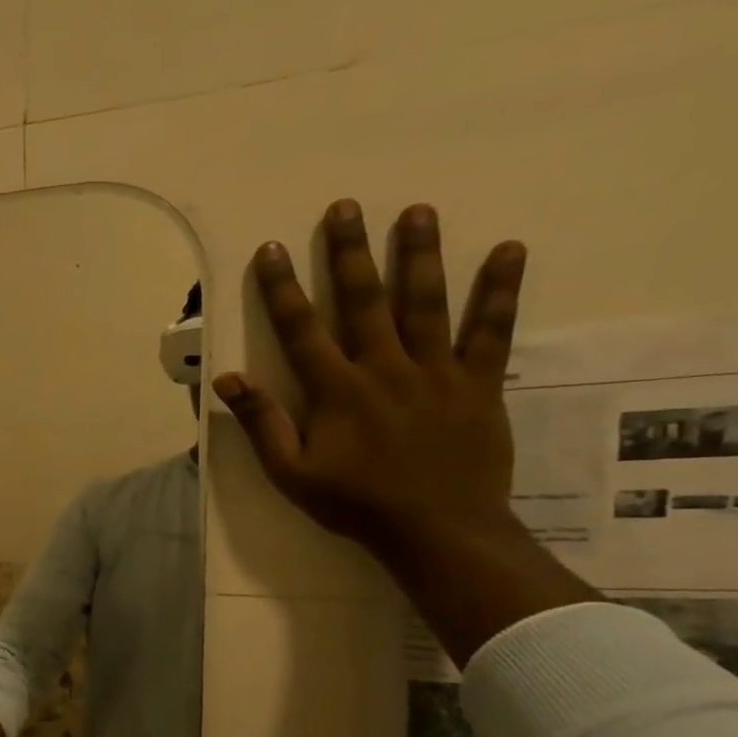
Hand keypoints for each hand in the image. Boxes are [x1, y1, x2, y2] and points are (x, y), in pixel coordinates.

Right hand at [214, 199, 523, 560]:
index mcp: (336, 391)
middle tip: (345, 207)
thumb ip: (262, 423)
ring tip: (417, 211)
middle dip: (350, 253)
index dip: (282, 288)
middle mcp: (384, 369)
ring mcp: (436, 372)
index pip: (301, 329)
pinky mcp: (479, 383)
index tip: (271, 250)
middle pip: (364, 301)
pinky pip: (493, 331)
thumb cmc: (354, 503)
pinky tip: (509, 251)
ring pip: (426, 303)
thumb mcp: (291, 472)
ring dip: (420, 254)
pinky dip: (500, 291)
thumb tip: (228, 380)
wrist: (438, 530)